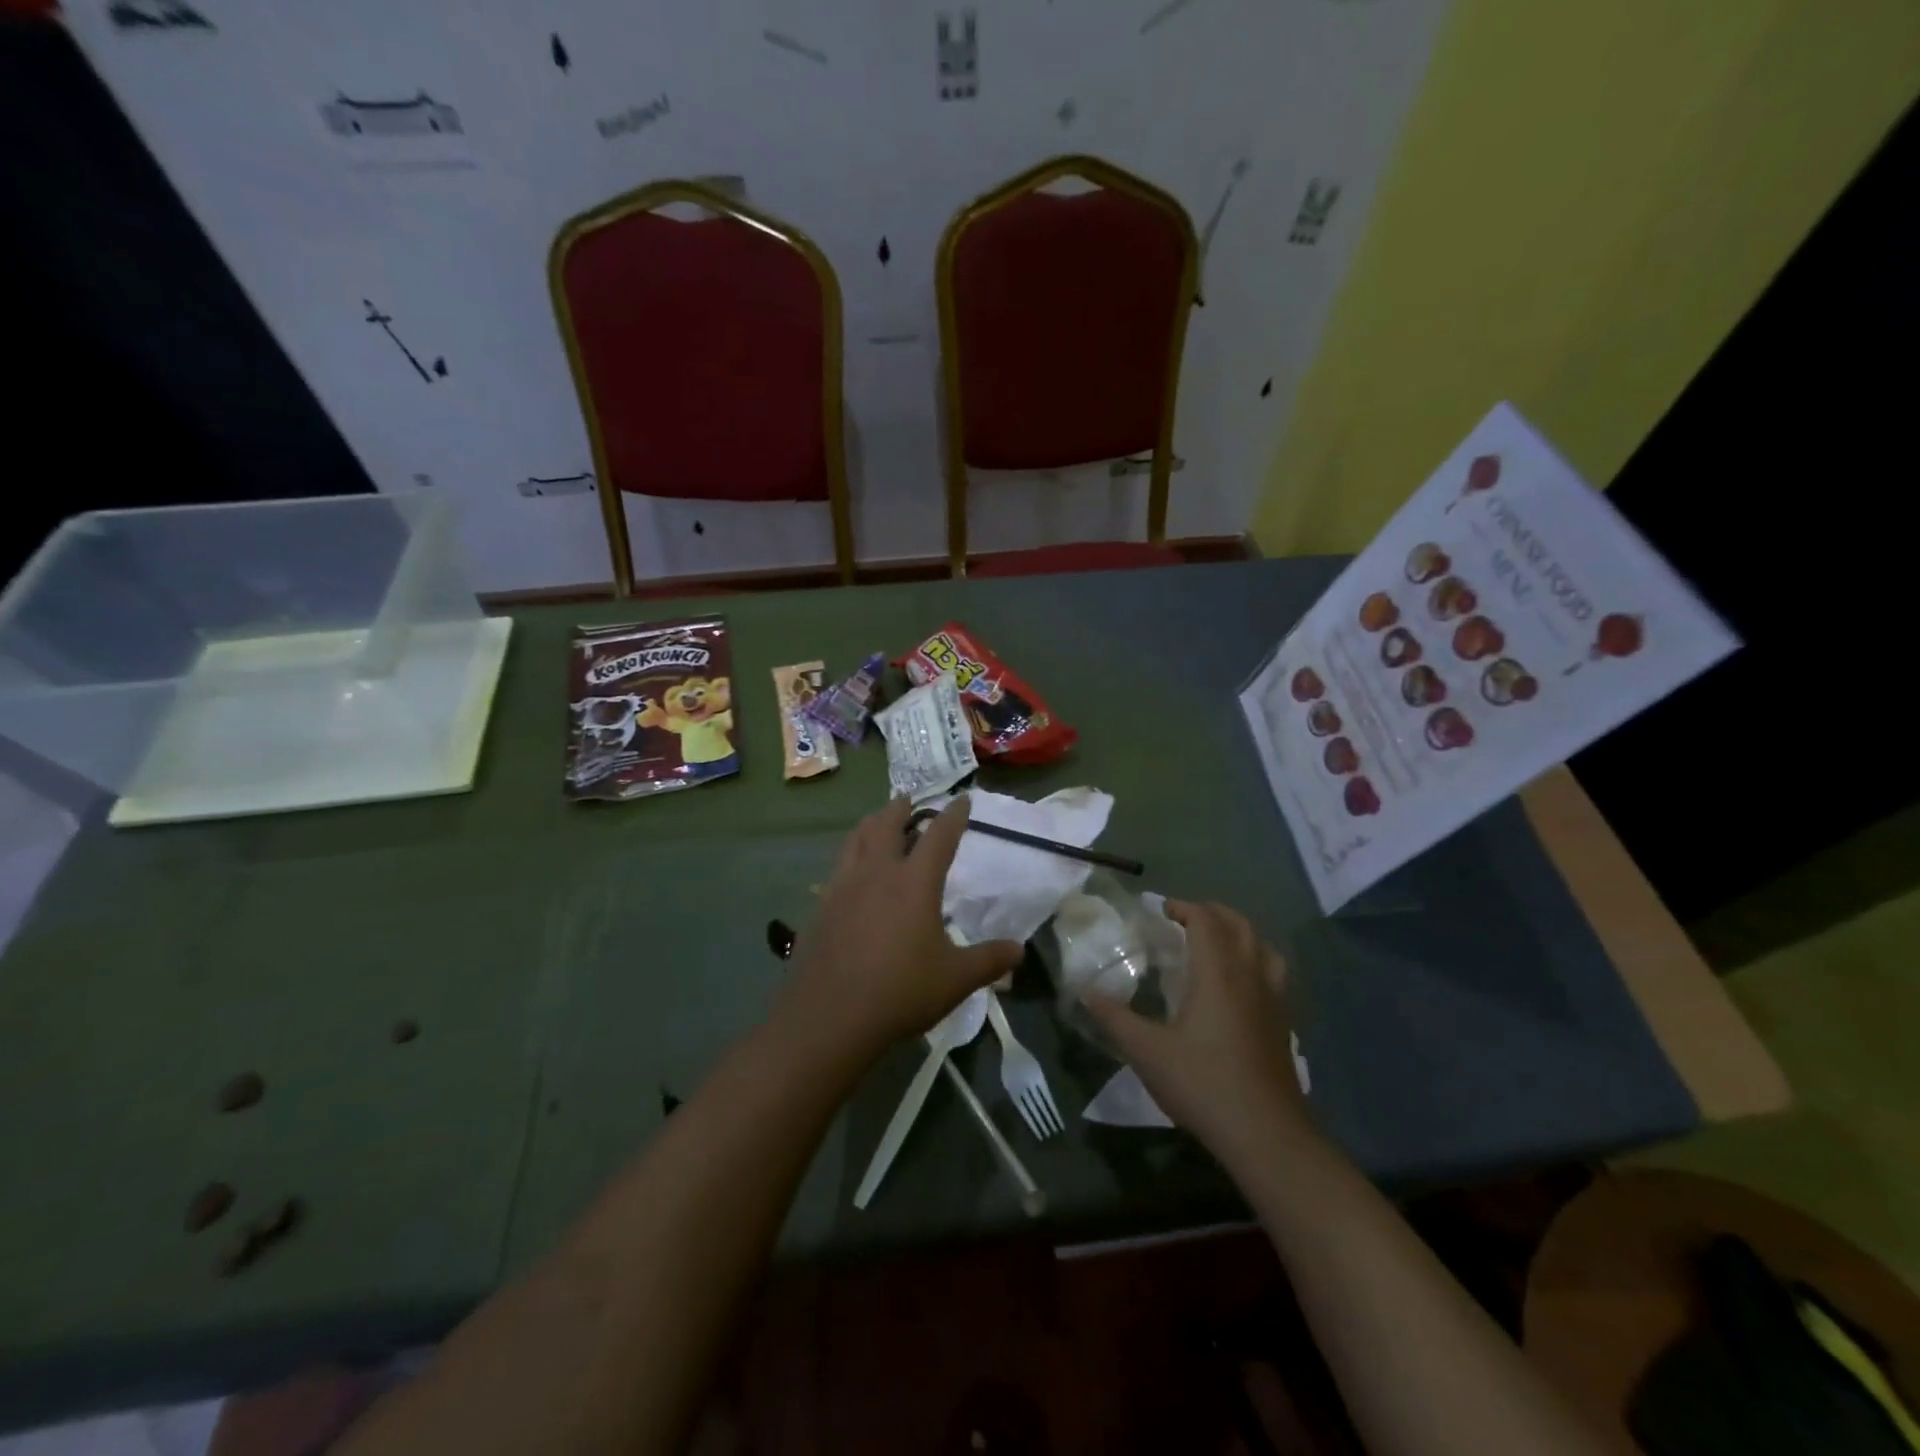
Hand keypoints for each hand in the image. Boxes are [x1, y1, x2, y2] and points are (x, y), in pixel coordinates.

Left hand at [781, 797, 1022, 1062]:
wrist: (829, 1017)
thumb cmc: (900, 992)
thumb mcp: (955, 979)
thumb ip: (989, 960)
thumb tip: (1020, 951)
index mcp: (914, 883)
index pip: (939, 836)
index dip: (953, 815)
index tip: (961, 798)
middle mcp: (876, 873)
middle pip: (886, 825)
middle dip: (900, 808)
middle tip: (908, 799)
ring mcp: (842, 887)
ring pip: (855, 839)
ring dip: (870, 824)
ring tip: (877, 822)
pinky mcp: (820, 906)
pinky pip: (838, 867)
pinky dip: (850, 856)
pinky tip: (852, 873)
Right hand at [1082, 900, 1310, 1166]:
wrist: (1267, 1135)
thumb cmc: (1204, 1085)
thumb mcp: (1147, 1053)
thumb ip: (1115, 1019)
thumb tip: (1086, 992)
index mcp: (1218, 974)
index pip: (1206, 921)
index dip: (1183, 908)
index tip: (1159, 911)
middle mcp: (1250, 977)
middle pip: (1239, 925)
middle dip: (1211, 913)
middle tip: (1183, 921)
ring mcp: (1273, 1000)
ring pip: (1263, 947)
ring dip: (1239, 934)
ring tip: (1214, 944)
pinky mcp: (1284, 1024)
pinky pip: (1273, 974)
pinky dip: (1255, 961)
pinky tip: (1239, 986)